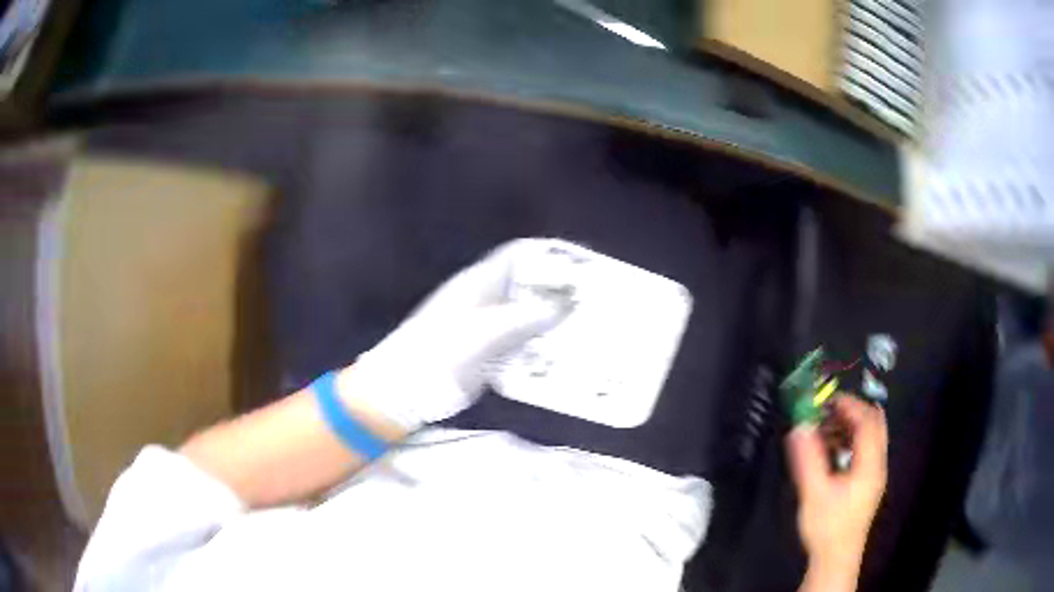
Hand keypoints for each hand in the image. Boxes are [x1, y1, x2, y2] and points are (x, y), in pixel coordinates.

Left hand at [337, 239, 569, 430]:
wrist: (406, 388)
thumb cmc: (439, 352)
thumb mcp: (484, 332)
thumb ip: (524, 317)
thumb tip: (564, 304)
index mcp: (479, 283)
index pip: (519, 256)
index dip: (548, 255)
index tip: (581, 263)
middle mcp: (485, 299)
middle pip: (527, 285)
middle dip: (557, 290)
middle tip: (593, 298)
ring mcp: (486, 326)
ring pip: (527, 315)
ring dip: (552, 319)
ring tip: (586, 325)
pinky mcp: (488, 352)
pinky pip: (520, 342)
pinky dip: (540, 344)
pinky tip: (562, 353)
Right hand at [787, 396, 887, 591]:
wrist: (835, 558)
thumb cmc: (827, 526)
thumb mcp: (814, 493)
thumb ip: (808, 459)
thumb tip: (798, 427)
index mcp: (870, 464)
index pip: (868, 422)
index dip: (850, 405)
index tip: (828, 400)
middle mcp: (877, 464)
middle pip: (874, 424)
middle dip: (853, 411)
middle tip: (829, 409)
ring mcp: (874, 474)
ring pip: (871, 437)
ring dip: (851, 426)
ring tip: (826, 429)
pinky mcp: (867, 483)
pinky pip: (865, 450)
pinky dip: (850, 441)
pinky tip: (831, 450)